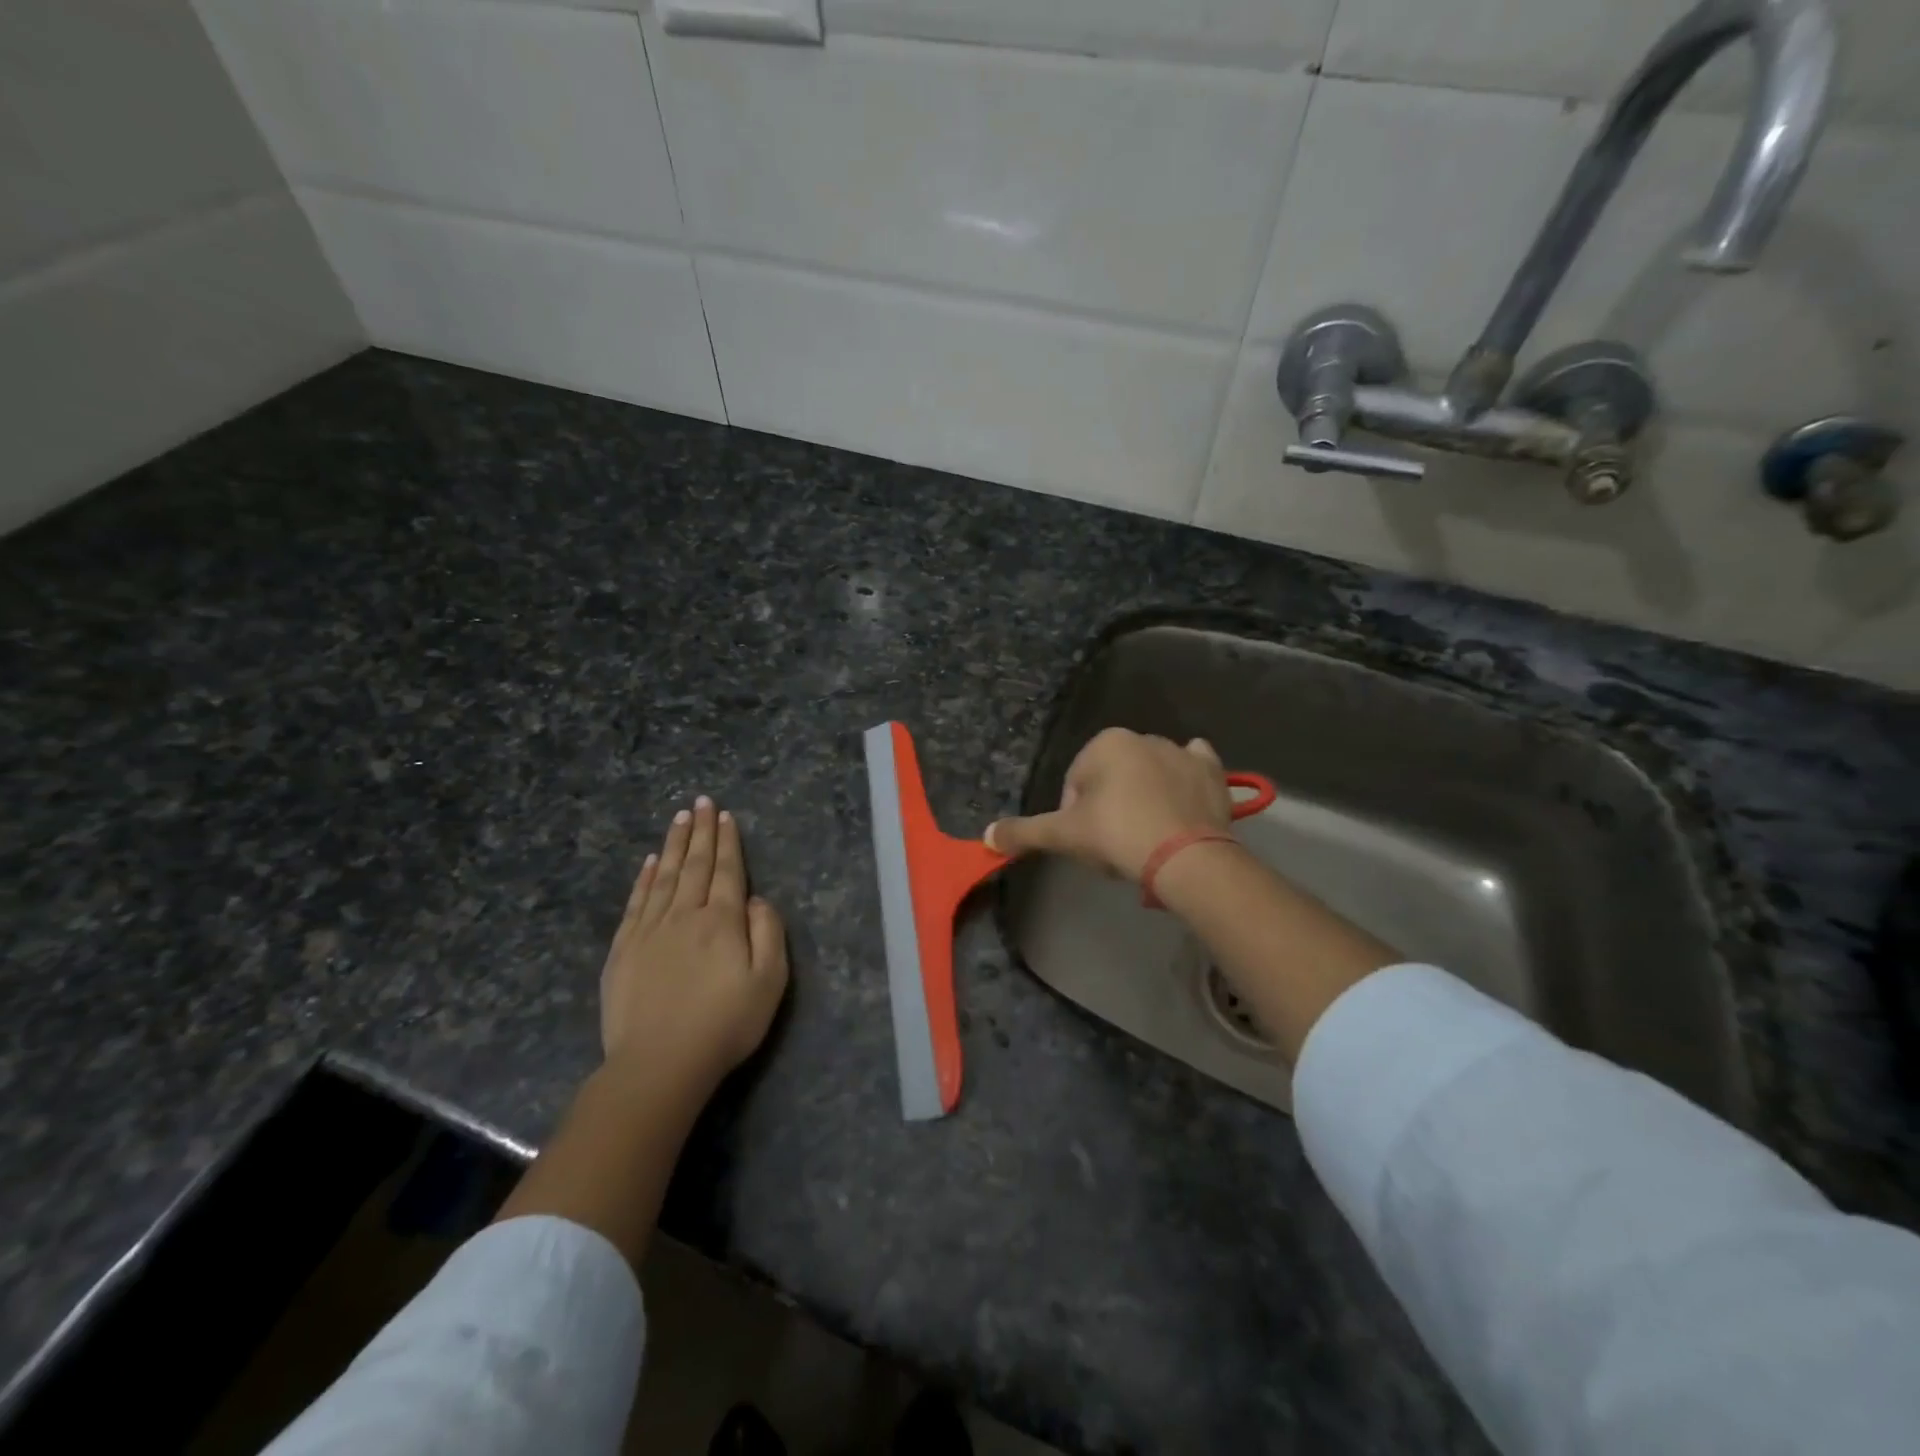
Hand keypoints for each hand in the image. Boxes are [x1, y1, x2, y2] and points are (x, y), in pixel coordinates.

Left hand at [600, 796, 788, 1089]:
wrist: (659, 1064)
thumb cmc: (724, 1024)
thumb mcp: (769, 982)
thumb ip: (769, 933)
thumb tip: (758, 899)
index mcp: (723, 921)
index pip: (727, 871)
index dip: (728, 842)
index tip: (725, 815)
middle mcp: (685, 915)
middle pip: (695, 865)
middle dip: (700, 832)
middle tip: (701, 802)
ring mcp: (649, 931)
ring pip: (663, 876)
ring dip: (673, 845)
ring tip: (679, 819)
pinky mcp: (623, 950)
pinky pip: (636, 902)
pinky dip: (643, 878)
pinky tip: (648, 862)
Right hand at [986, 728, 1232, 882]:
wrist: (1186, 857)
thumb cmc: (1118, 836)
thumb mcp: (1064, 835)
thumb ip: (1024, 832)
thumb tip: (987, 835)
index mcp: (1105, 743)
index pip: (1076, 782)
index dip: (1075, 816)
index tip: (1087, 843)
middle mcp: (1143, 737)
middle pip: (1113, 778)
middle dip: (1110, 807)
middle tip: (1115, 846)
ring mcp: (1182, 752)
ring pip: (1150, 774)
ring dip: (1143, 798)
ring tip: (1147, 838)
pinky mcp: (1212, 771)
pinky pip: (1193, 768)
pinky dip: (1186, 780)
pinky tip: (1181, 804)